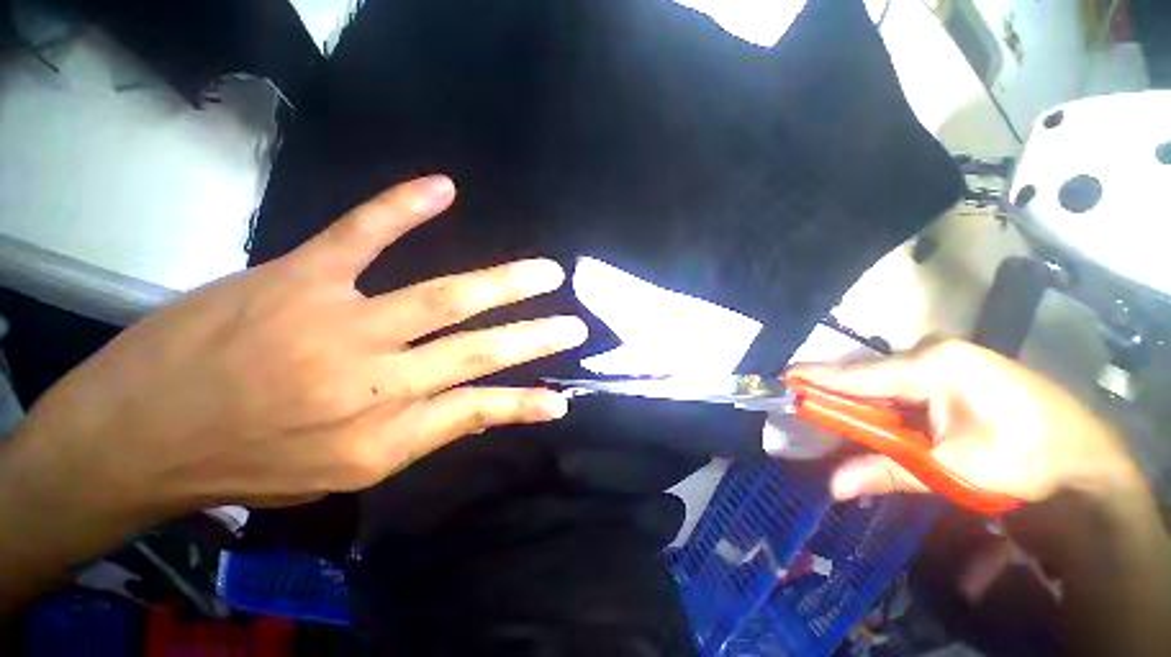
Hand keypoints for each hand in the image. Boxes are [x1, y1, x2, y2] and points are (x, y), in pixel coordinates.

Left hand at [3, 176, 586, 520]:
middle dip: (535, 338)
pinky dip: (404, 207)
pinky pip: (362, 234)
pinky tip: (442, 188)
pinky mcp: (299, 278)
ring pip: (445, 298)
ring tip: (546, 272)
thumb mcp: (343, 472)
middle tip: (574, 324)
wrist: (138, 437)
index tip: (561, 401)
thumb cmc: (244, 465)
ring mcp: (340, 323)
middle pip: (477, 352)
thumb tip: (474, 407)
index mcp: (382, 435)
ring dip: (505, 283)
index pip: (477, 412)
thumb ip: (415, 434)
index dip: (525, 405)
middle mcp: (375, 381)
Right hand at [790, 340, 1141, 503]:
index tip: (781, 378)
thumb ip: (888, 471)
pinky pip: (902, 384)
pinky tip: (875, 418)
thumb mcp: (952, 469)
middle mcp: (934, 352)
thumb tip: (834, 485)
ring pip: (883, 381)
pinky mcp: (953, 369)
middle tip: (804, 408)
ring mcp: (945, 358)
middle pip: (867, 376)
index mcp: (934, 366)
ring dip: (860, 403)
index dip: (816, 378)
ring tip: (832, 417)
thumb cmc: (1022, 458)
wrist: (1084, 456)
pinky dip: (882, 403)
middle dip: (836, 395)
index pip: (858, 374)